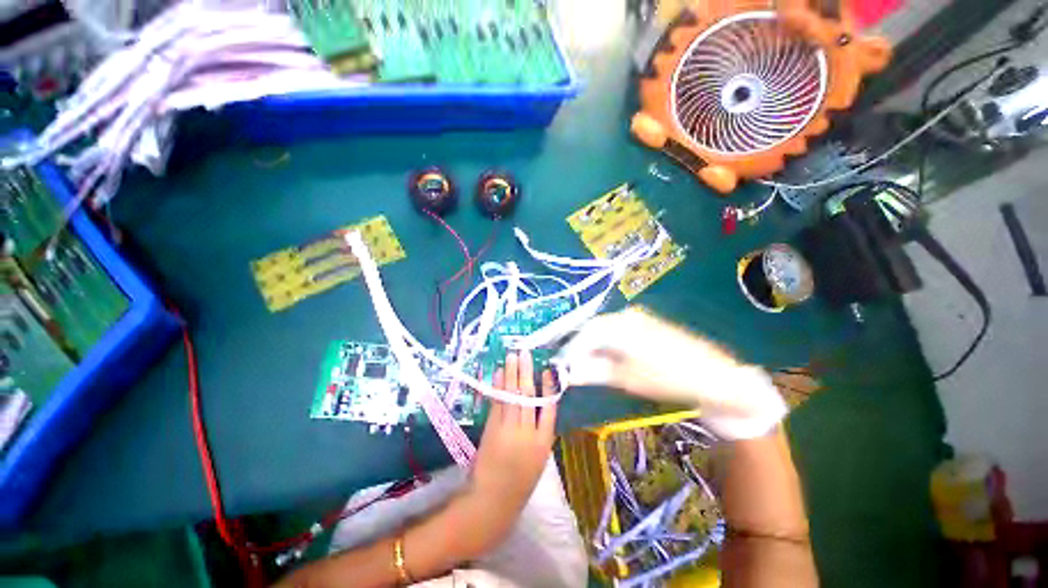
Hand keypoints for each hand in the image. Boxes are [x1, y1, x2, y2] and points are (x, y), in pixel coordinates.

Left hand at [459, 350, 557, 549]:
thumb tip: (539, 405)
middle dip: (527, 372)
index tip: (547, 370)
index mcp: (544, 442)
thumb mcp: (538, 459)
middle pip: (529, 396)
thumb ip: (540, 432)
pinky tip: (499, 373)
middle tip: (525, 353)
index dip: (549, 387)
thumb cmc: (520, 481)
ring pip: (512, 396)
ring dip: (512, 374)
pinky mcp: (492, 429)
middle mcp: (527, 433)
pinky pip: (497, 403)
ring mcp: (508, 430)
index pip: (549, 408)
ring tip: (512, 355)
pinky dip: (498, 386)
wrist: (493, 501)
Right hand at [558, 307, 787, 439]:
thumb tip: (568, 374)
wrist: (716, 377)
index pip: (584, 334)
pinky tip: (608, 357)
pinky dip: (608, 344)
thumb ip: (594, 373)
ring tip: (588, 365)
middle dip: (580, 348)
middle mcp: (626, 316)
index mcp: (619, 326)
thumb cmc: (668, 378)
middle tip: (573, 367)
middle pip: (593, 329)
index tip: (561, 366)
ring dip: (593, 346)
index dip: (570, 351)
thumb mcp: (628, 378)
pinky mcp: (647, 324)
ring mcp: (638, 318)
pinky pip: (618, 330)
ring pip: (605, 330)